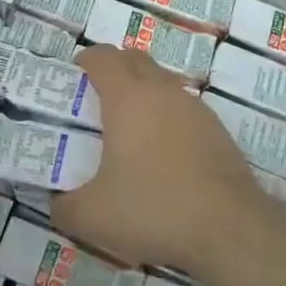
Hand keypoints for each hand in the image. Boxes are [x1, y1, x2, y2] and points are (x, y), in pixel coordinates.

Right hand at [51, 46, 261, 275]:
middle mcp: (161, 91)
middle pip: (134, 60)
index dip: (85, 61)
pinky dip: (168, 119)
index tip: (74, 78)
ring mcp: (193, 108)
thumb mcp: (93, 217)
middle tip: (98, 100)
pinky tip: (165, 156)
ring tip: (131, 131)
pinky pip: (184, 109)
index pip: (102, 57)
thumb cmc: (153, 209)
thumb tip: (56, 203)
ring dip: (144, 93)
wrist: (230, 229)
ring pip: (162, 82)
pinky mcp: (217, 130)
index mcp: (127, 97)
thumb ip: (64, 207)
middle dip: (115, 70)